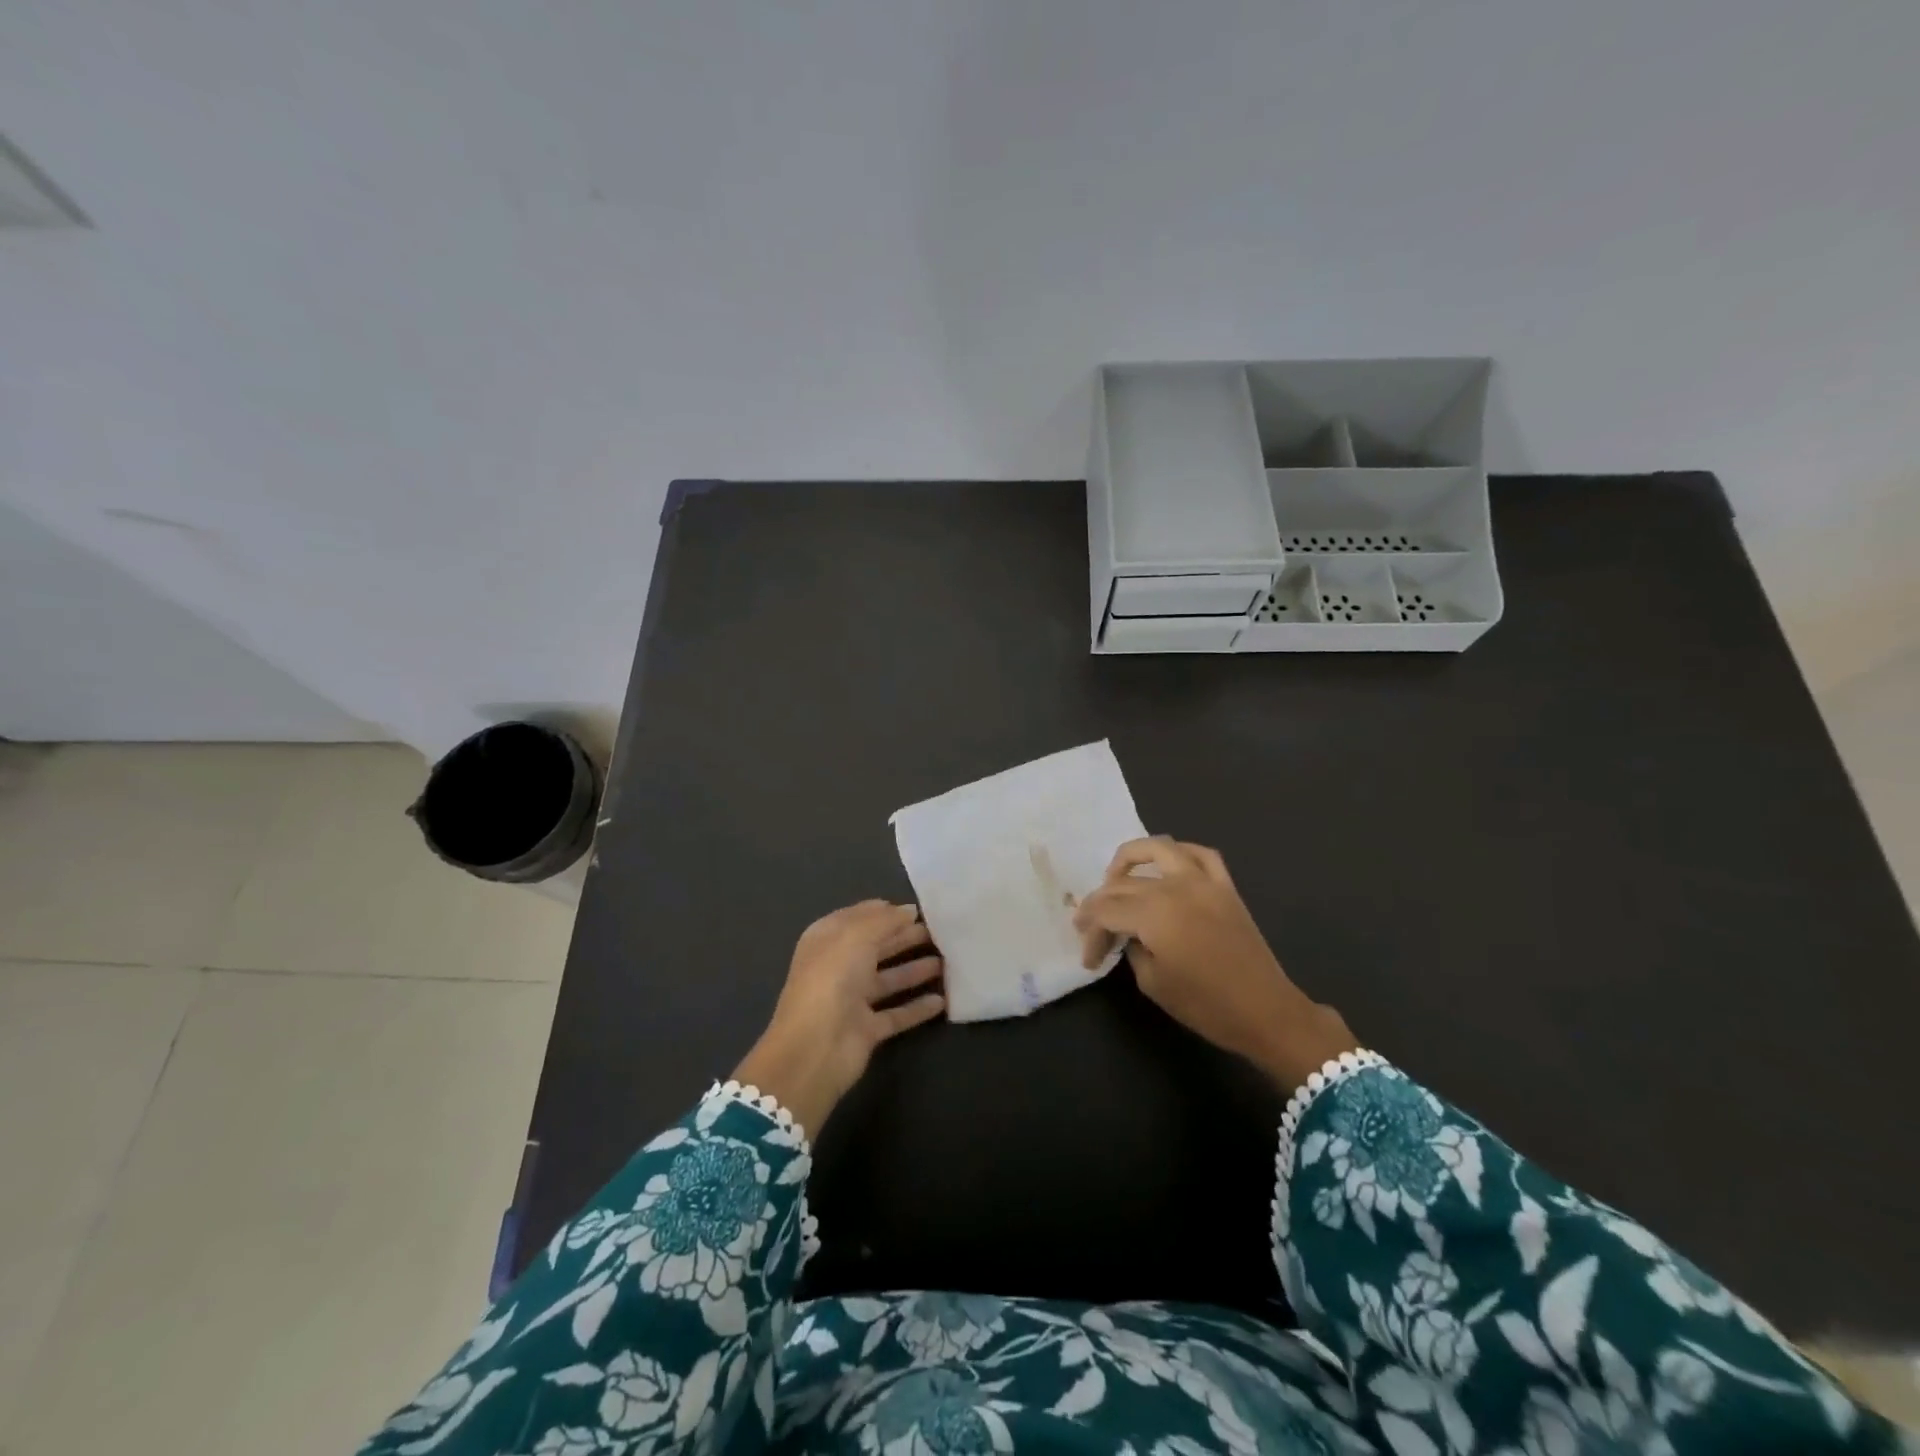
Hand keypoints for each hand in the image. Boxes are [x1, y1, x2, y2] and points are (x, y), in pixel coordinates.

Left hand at [733, 900, 944, 1138]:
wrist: (815, 1048)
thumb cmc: (833, 979)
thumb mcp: (858, 936)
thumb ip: (886, 920)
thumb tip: (908, 910)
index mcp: (828, 939)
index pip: (860, 917)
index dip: (887, 912)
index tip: (918, 909)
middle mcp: (839, 966)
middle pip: (877, 947)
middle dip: (905, 937)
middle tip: (940, 932)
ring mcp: (852, 1000)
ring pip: (889, 979)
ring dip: (915, 970)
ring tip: (947, 961)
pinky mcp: (866, 1029)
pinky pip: (897, 1014)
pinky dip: (917, 1007)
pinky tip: (942, 1000)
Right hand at [1073, 838, 1356, 1091]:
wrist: (1266, 1012)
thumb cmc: (1206, 1005)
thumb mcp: (1153, 983)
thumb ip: (1132, 949)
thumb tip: (1127, 935)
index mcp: (1154, 913)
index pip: (1106, 910)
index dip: (1090, 931)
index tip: (1089, 958)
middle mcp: (1175, 886)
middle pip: (1123, 884)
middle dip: (1100, 908)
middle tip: (1093, 932)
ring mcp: (1203, 881)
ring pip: (1158, 849)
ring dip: (1130, 859)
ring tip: (1117, 878)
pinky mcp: (1225, 886)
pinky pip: (1199, 854)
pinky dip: (1178, 854)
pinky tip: (1166, 867)